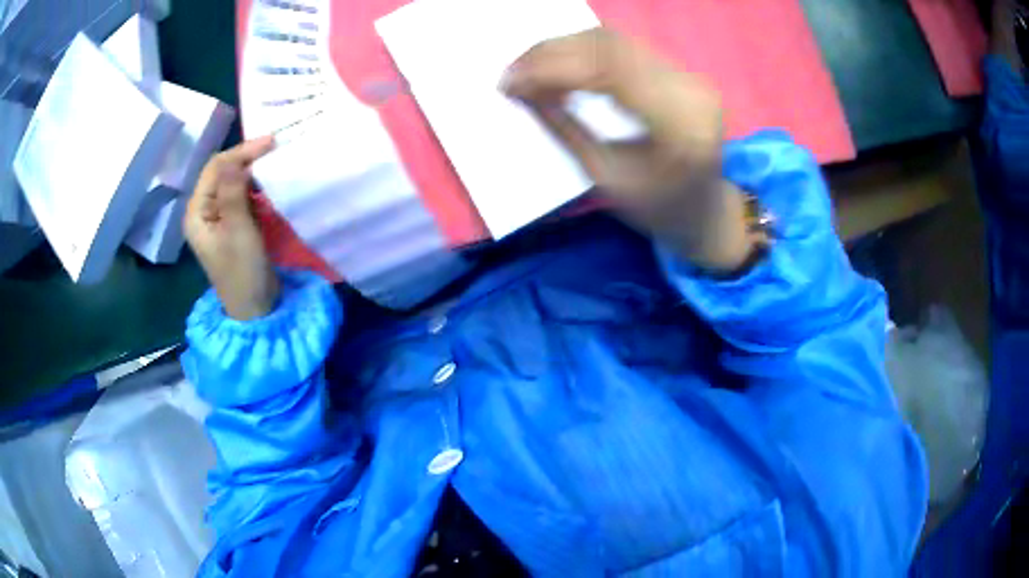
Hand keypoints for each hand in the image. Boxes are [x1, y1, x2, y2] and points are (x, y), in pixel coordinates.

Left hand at [184, 136, 279, 319]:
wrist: (254, 308)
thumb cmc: (243, 272)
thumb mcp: (239, 230)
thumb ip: (233, 193)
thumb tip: (233, 159)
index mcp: (197, 212)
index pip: (215, 168)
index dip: (241, 152)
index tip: (271, 142)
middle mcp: (203, 210)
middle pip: (222, 172)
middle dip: (247, 158)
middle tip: (276, 148)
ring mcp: (216, 218)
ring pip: (232, 182)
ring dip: (251, 171)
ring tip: (274, 163)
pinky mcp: (230, 224)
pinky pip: (240, 196)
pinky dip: (254, 187)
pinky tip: (268, 185)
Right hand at [502, 29, 757, 270]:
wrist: (706, 211)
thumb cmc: (658, 209)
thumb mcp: (606, 178)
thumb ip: (566, 128)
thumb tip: (524, 90)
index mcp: (679, 124)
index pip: (608, 71)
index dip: (552, 68)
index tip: (509, 81)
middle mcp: (690, 88)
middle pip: (610, 46)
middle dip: (552, 53)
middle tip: (513, 71)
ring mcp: (690, 75)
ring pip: (614, 41)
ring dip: (565, 49)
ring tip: (530, 69)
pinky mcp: (681, 72)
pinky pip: (623, 48)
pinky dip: (584, 53)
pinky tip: (560, 68)